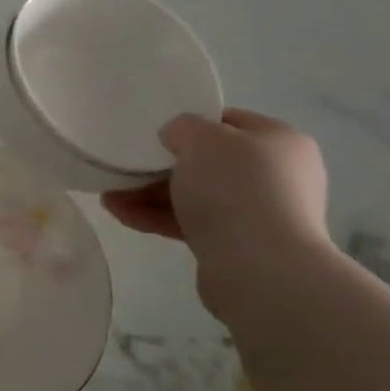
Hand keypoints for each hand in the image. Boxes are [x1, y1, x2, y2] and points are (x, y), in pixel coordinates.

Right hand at [102, 109, 331, 288]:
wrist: (260, 268)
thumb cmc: (235, 188)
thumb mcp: (201, 138)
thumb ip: (183, 127)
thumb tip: (177, 138)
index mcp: (280, 142)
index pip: (229, 122)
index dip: (191, 123)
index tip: (155, 132)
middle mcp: (276, 175)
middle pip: (208, 162)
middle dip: (161, 165)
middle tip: (126, 166)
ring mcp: (258, 213)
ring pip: (195, 195)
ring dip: (150, 194)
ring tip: (109, 196)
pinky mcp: (238, 245)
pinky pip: (191, 223)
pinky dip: (157, 217)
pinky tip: (121, 214)